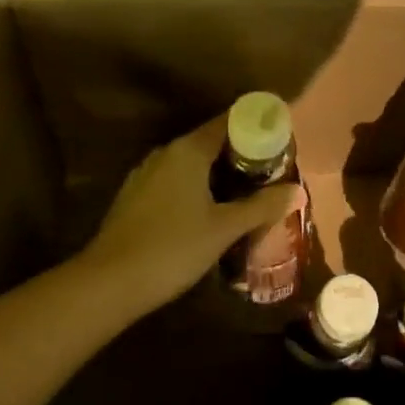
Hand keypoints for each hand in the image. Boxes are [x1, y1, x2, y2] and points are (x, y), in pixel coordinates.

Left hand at [80, 115, 304, 312]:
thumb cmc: (172, 248)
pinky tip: (210, 212)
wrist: (108, 283)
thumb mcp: (224, 228)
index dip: (257, 127)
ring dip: (219, 173)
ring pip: (192, 163)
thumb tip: (296, 191)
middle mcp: (166, 152)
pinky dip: (198, 187)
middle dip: (242, 154)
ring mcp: (146, 174)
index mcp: (188, 150)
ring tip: (247, 193)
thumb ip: (261, 206)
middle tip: (271, 172)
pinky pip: (176, 180)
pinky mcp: (135, 196)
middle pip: (211, 141)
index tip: (281, 139)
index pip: (229, 122)